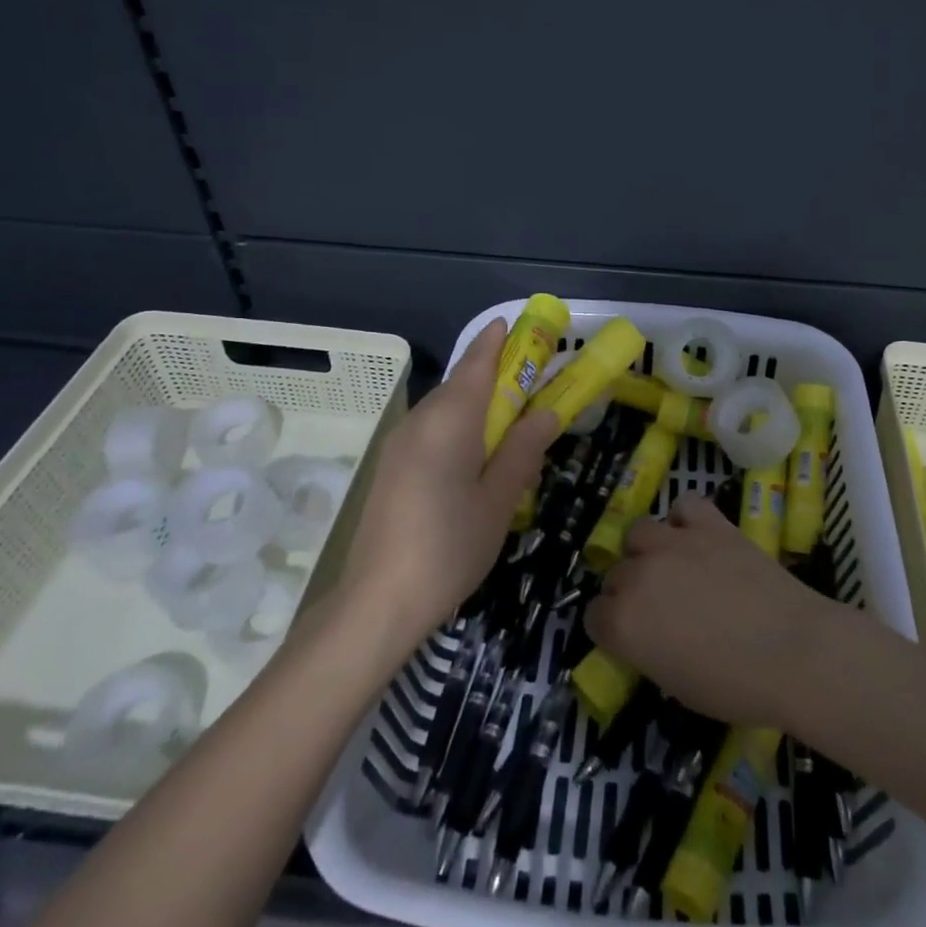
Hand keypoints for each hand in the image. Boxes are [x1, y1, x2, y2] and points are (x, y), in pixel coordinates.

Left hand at [336, 319, 555, 652]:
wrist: (378, 601)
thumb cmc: (450, 547)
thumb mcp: (498, 500)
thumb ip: (523, 450)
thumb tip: (547, 412)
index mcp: (450, 421)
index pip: (477, 364)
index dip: (497, 341)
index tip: (517, 325)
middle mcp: (420, 421)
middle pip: (460, 383)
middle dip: (494, 374)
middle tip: (531, 382)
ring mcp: (400, 444)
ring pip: (445, 408)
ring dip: (477, 404)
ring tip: (511, 423)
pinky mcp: (392, 467)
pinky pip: (432, 430)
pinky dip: (459, 427)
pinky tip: (476, 456)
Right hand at [584, 492, 840, 729]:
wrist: (794, 652)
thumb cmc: (735, 686)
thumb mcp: (676, 685)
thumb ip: (648, 651)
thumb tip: (649, 636)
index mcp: (623, 622)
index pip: (594, 616)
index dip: (611, 629)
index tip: (632, 638)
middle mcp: (638, 575)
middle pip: (615, 573)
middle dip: (629, 591)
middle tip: (659, 608)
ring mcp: (674, 543)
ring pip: (639, 531)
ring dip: (649, 550)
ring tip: (672, 566)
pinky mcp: (710, 524)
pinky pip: (683, 506)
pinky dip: (685, 519)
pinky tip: (697, 538)